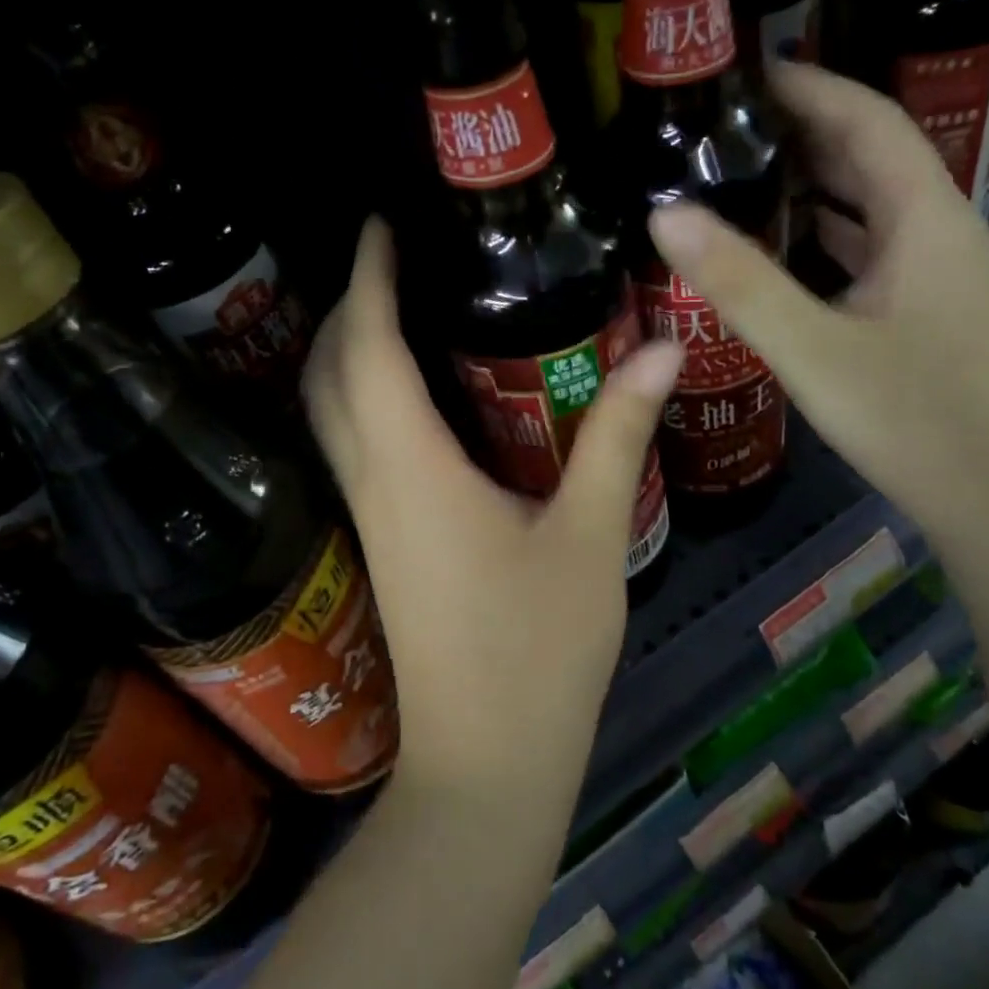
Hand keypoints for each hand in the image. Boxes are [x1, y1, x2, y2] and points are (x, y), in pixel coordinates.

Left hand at [304, 217, 683, 792]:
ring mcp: (368, 515)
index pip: (368, 347)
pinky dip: (364, 397)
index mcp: (412, 468)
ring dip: (347, 351)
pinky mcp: (381, 540)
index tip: (381, 224)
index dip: (369, 278)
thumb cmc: (539, 651)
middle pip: (328, 372)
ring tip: (401, 306)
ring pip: (331, 411)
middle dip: (348, 305)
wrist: (485, 764)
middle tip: (397, 259)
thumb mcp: (591, 536)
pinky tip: (415, 394)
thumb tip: (659, 350)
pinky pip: (353, 445)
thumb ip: (618, 435)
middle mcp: (372, 481)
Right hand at [650, 63, 988, 539]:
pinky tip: (785, 245)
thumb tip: (664, 212)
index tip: (744, 73)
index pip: (868, 119)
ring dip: (816, 180)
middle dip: (805, 128)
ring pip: (872, 204)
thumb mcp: (812, 348)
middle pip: (873, 155)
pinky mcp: (926, 309)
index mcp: (925, 218)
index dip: (810, 86)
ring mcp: (938, 273)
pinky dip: (827, 232)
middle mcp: (940, 230)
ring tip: (745, 171)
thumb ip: (738, 281)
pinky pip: (872, 247)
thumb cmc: (911, 419)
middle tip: (728, 124)